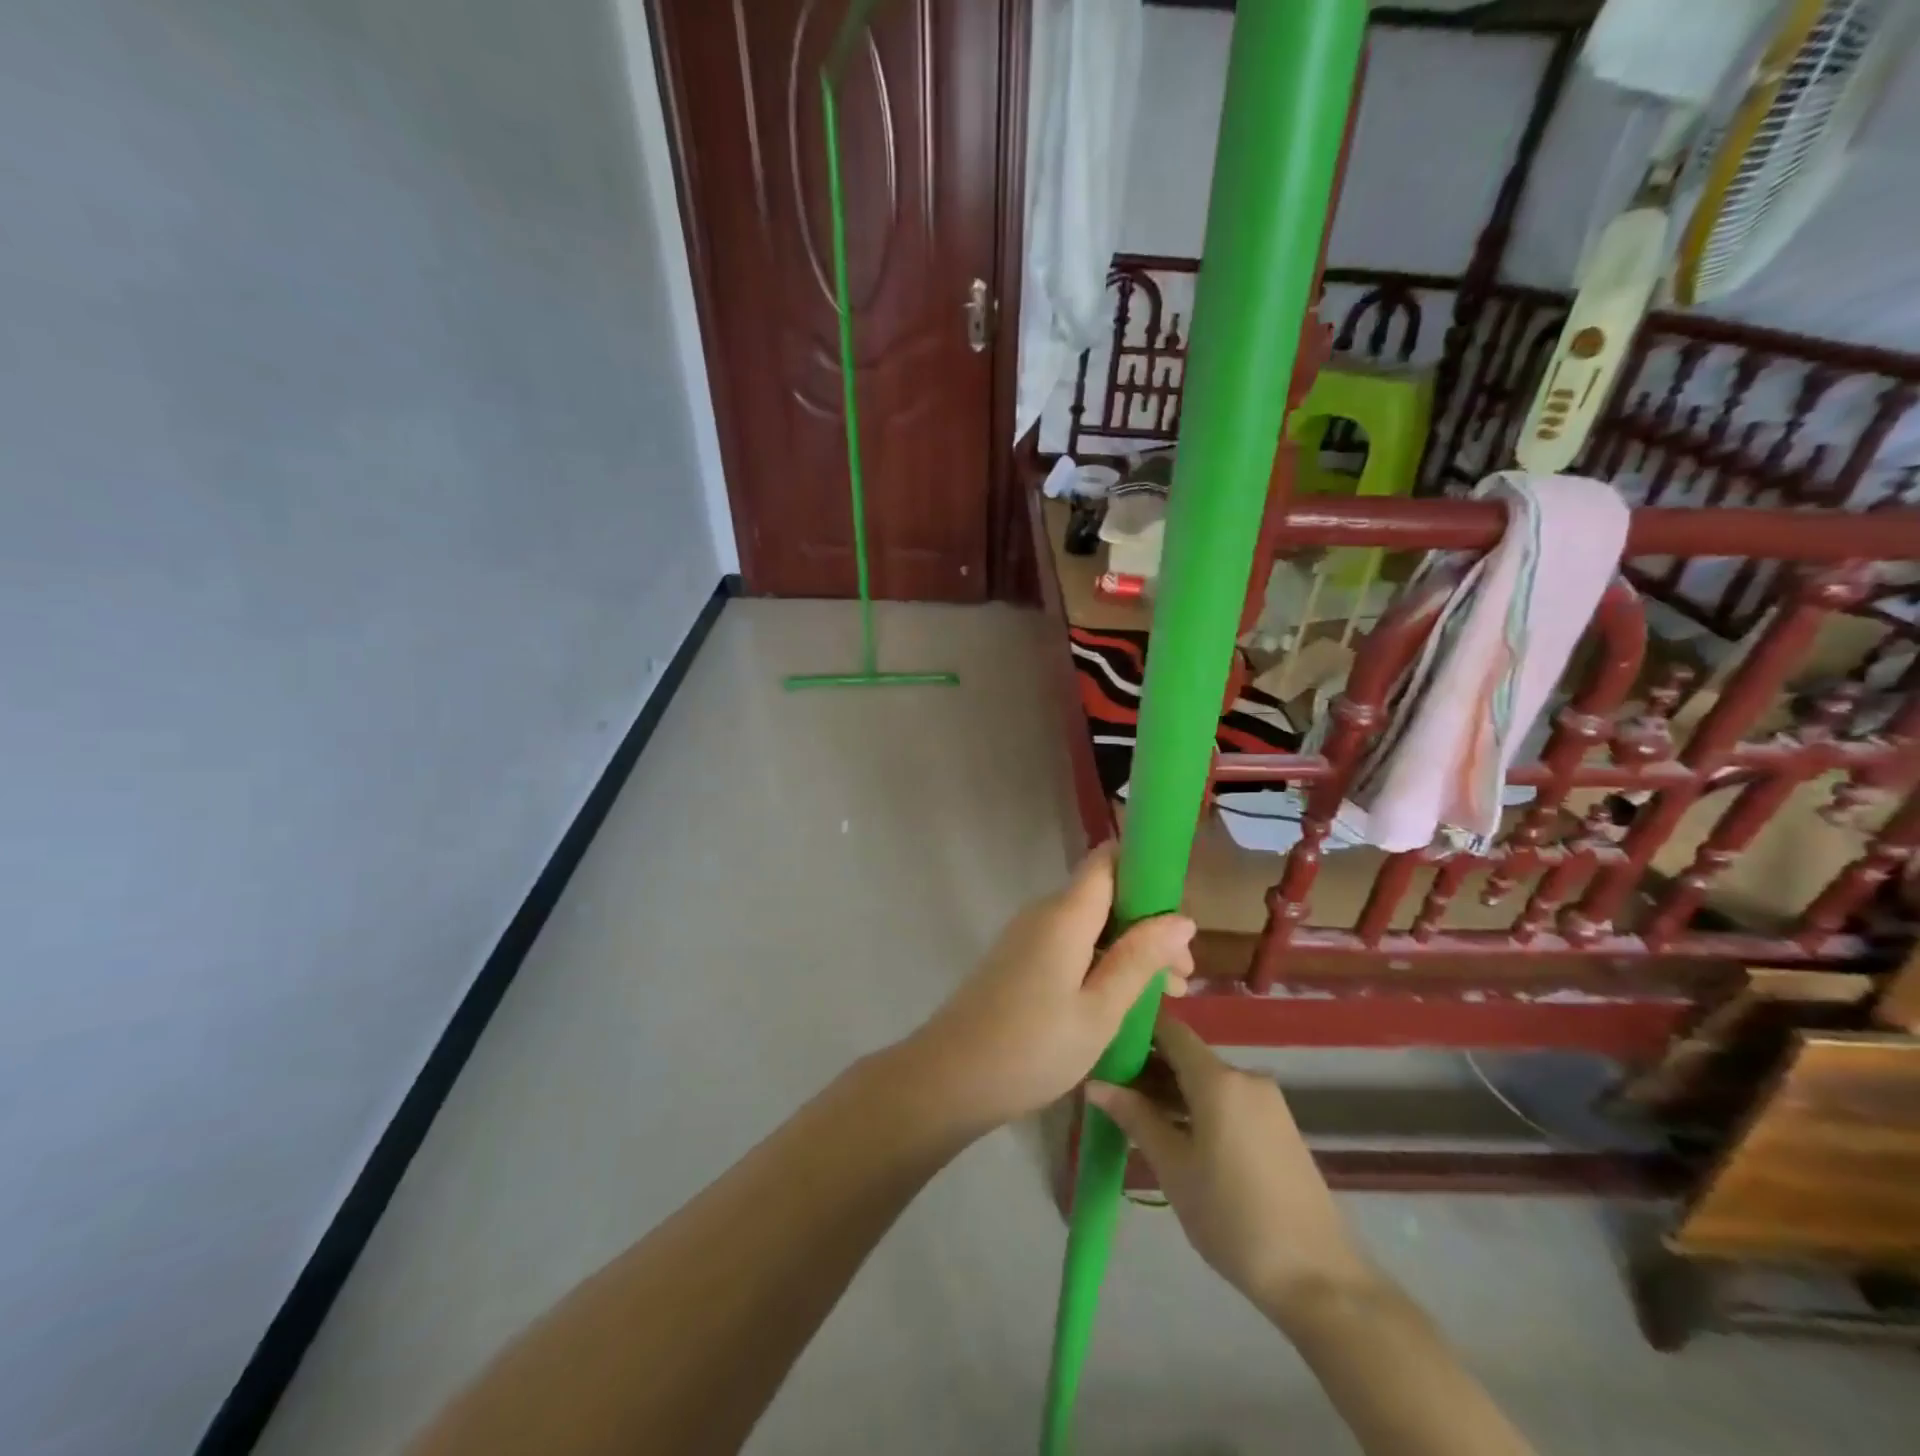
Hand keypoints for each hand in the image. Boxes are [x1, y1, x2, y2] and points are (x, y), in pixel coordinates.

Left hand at [905, 844, 1195, 1131]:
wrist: (949, 1078)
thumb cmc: (1032, 1047)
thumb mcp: (1099, 1010)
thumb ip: (1139, 959)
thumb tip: (1181, 918)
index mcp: (1065, 914)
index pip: (1108, 860)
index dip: (1147, 871)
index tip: (1179, 915)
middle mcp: (1043, 913)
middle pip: (1105, 896)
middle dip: (1148, 926)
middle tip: (1181, 980)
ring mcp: (1027, 936)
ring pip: (1090, 925)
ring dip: (1129, 950)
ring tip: (1163, 998)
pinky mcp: (1018, 960)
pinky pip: (1070, 945)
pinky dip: (1101, 963)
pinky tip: (1122, 1002)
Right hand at [1087, 1014, 1375, 1318]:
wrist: (1319, 1278)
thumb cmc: (1233, 1218)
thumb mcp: (1174, 1168)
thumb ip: (1135, 1117)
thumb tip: (1095, 1083)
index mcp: (1218, 1079)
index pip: (1170, 1030)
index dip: (1136, 1030)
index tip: (1103, 1042)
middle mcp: (1245, 1078)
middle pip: (1187, 1056)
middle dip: (1148, 1067)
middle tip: (1109, 1089)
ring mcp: (1267, 1102)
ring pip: (1207, 1081)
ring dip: (1172, 1091)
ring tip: (1134, 1115)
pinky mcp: (1278, 1127)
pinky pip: (1228, 1101)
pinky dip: (1198, 1108)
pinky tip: (1175, 1135)